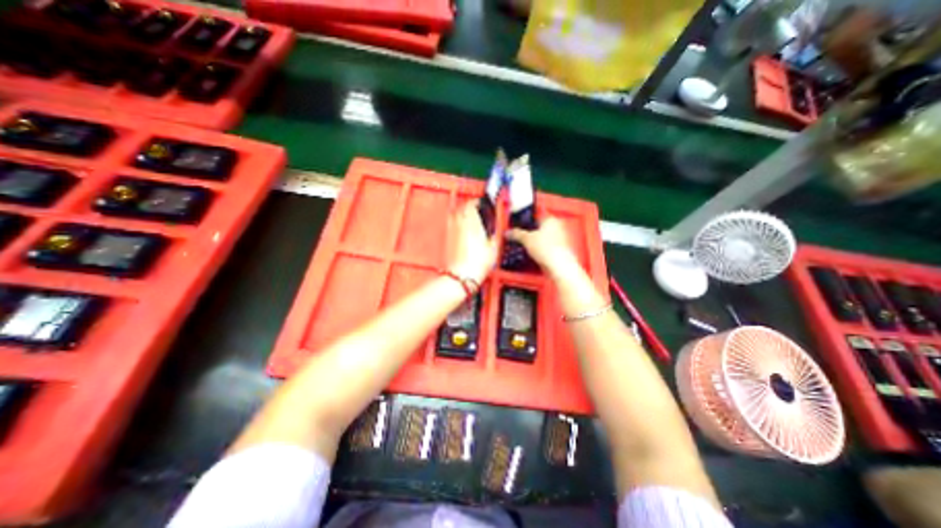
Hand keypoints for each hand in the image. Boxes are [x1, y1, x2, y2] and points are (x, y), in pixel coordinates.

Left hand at [448, 199, 498, 284]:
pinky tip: (463, 230)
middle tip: (476, 209)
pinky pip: (452, 225)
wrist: (462, 275)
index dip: (477, 201)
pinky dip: (457, 223)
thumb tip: (494, 231)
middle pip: (461, 208)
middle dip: (469, 206)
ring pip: (455, 215)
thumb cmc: (477, 262)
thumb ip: (493, 235)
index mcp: (472, 222)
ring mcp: (452, 231)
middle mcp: (459, 224)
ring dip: (462, 214)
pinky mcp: (448, 239)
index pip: (471, 204)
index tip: (481, 203)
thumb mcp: (493, 247)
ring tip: (470, 219)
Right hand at [508, 217, 581, 278]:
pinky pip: (547, 246)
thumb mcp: (526, 239)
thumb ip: (516, 234)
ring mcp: (560, 238)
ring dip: (535, 241)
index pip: (536, 216)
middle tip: (520, 237)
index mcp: (550, 219)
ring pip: (543, 237)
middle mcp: (557, 226)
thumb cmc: (545, 248)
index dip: (526, 222)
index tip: (518, 227)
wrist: (558, 265)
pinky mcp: (560, 249)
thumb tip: (508, 232)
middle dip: (530, 232)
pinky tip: (534, 254)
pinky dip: (540, 249)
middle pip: (540, 227)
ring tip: (526, 247)